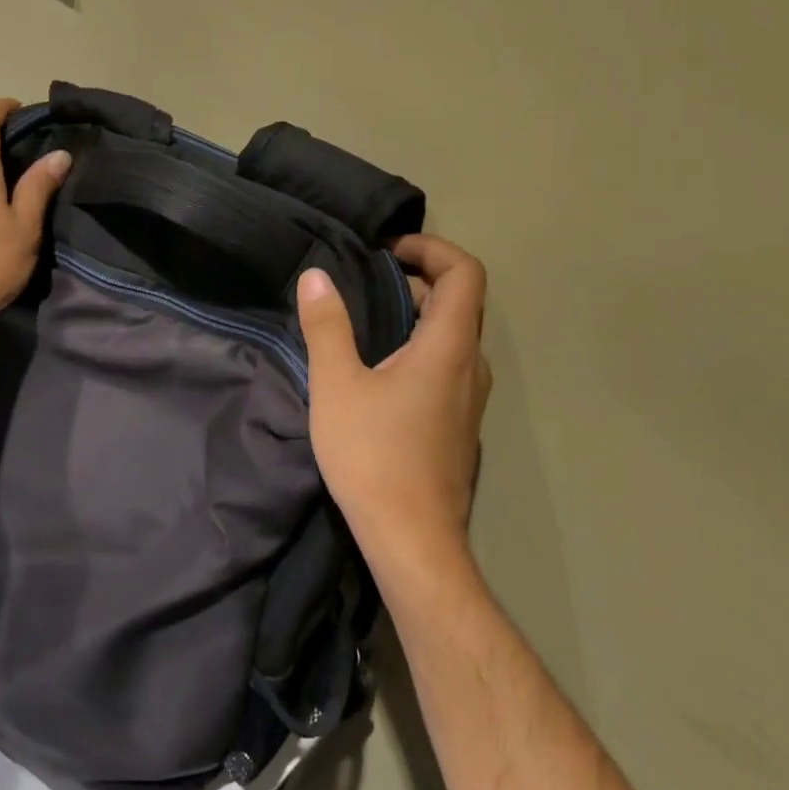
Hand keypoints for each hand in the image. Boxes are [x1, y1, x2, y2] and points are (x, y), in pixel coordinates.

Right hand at [297, 235, 491, 589]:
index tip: (386, 252)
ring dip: (416, 315)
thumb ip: (327, 326)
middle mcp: (471, 367)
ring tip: (365, 320)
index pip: (465, 273)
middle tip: (364, 281)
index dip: (432, 248)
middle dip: (415, 278)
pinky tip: (378, 371)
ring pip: (453, 337)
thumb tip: (317, 276)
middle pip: (459, 301)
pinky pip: (447, 366)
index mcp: (449, 347)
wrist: (413, 541)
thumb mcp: (337, 385)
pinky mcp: (458, 425)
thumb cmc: (374, 456)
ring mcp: (469, 399)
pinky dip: (419, 347)